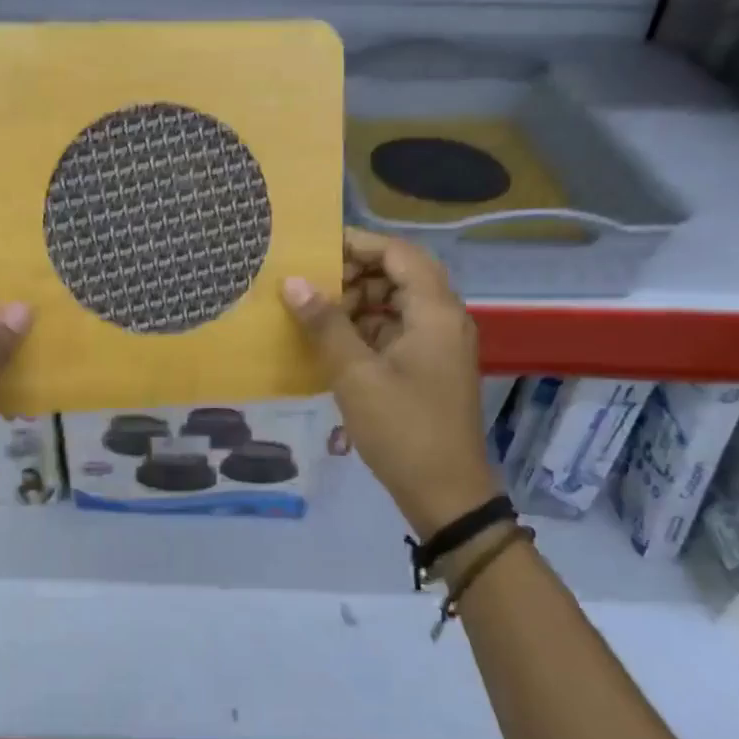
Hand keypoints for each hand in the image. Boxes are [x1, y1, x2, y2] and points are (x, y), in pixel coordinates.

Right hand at [282, 230, 497, 537]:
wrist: (446, 494)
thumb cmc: (403, 429)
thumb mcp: (356, 376)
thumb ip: (325, 324)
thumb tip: (292, 282)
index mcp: (435, 312)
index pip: (399, 253)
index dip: (358, 243)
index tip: (315, 248)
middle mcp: (443, 320)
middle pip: (399, 276)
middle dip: (353, 275)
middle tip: (309, 285)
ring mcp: (437, 346)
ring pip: (395, 305)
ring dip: (357, 304)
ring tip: (314, 315)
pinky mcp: (428, 369)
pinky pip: (395, 333)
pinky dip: (365, 331)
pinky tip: (332, 345)